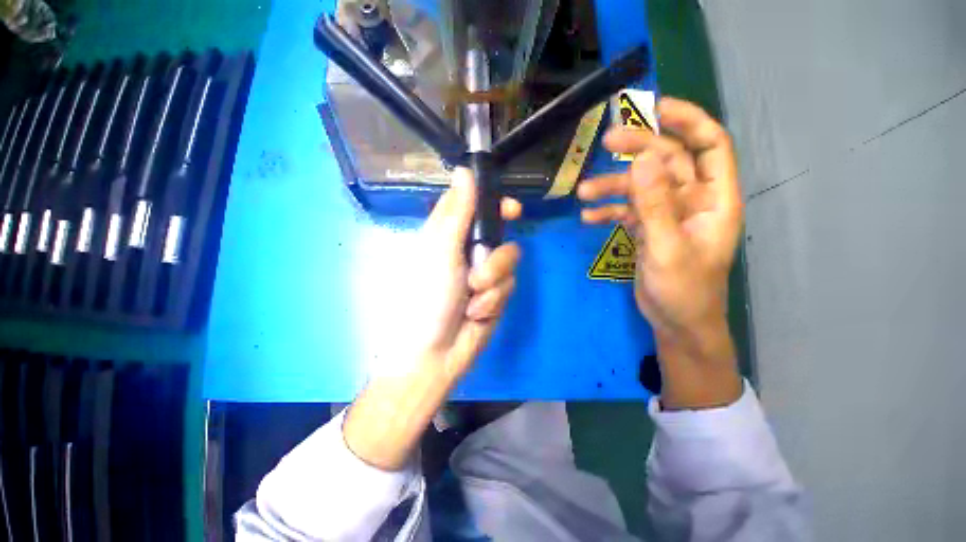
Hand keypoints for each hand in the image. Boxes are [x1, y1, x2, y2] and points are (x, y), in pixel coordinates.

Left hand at [411, 167, 521, 378]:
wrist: (435, 353)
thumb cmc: (428, 297)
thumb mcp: (440, 250)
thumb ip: (456, 212)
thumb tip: (463, 172)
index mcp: (448, 236)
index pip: (473, 207)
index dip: (493, 203)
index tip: (511, 208)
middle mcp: (466, 251)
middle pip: (497, 233)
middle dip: (497, 249)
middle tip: (491, 260)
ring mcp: (483, 274)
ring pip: (508, 260)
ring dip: (492, 280)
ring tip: (473, 297)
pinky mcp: (495, 295)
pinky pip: (507, 286)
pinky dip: (493, 299)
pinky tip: (478, 313)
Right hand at [578, 97, 742, 408]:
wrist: (675, 322)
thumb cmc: (684, 290)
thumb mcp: (667, 247)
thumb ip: (655, 204)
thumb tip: (642, 159)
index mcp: (714, 198)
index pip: (709, 144)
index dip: (686, 120)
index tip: (652, 108)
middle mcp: (692, 200)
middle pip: (666, 161)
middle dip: (637, 150)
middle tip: (605, 142)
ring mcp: (666, 214)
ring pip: (639, 187)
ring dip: (612, 187)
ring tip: (583, 193)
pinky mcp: (647, 229)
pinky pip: (626, 211)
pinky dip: (607, 211)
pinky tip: (588, 217)